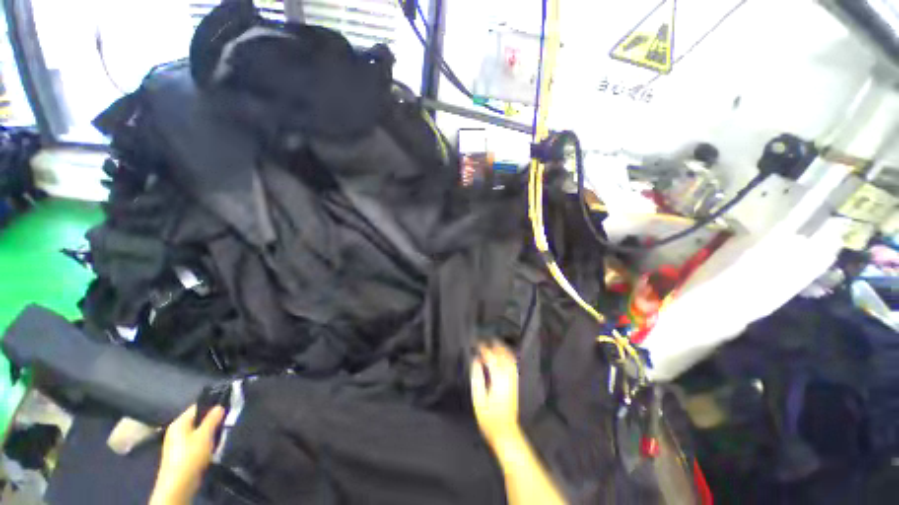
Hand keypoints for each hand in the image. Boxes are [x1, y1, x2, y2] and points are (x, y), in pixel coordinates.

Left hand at [150, 405, 224, 504]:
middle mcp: (176, 431)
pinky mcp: (181, 455)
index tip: (227, 406)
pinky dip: (205, 443)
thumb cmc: (190, 456)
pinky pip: (196, 442)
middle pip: (197, 420)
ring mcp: (177, 444)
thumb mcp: (205, 435)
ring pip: (198, 432)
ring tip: (222, 434)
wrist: (178, 485)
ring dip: (209, 433)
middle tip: (227, 421)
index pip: (197, 407)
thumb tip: (219, 406)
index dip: (212, 405)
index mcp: (179, 423)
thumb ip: (213, 419)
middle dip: (212, 421)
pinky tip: (213, 447)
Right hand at [471, 343, 520, 446]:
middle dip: (496, 346)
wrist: (505, 432)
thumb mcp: (478, 399)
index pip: (491, 358)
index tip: (477, 344)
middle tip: (488, 339)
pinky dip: (509, 358)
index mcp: (497, 380)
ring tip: (496, 343)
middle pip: (503, 356)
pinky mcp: (515, 385)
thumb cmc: (489, 418)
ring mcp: (513, 381)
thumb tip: (476, 361)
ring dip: (503, 350)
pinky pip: (513, 366)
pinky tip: (505, 356)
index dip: (484, 349)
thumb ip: (477, 378)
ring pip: (510, 360)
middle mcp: (507, 378)